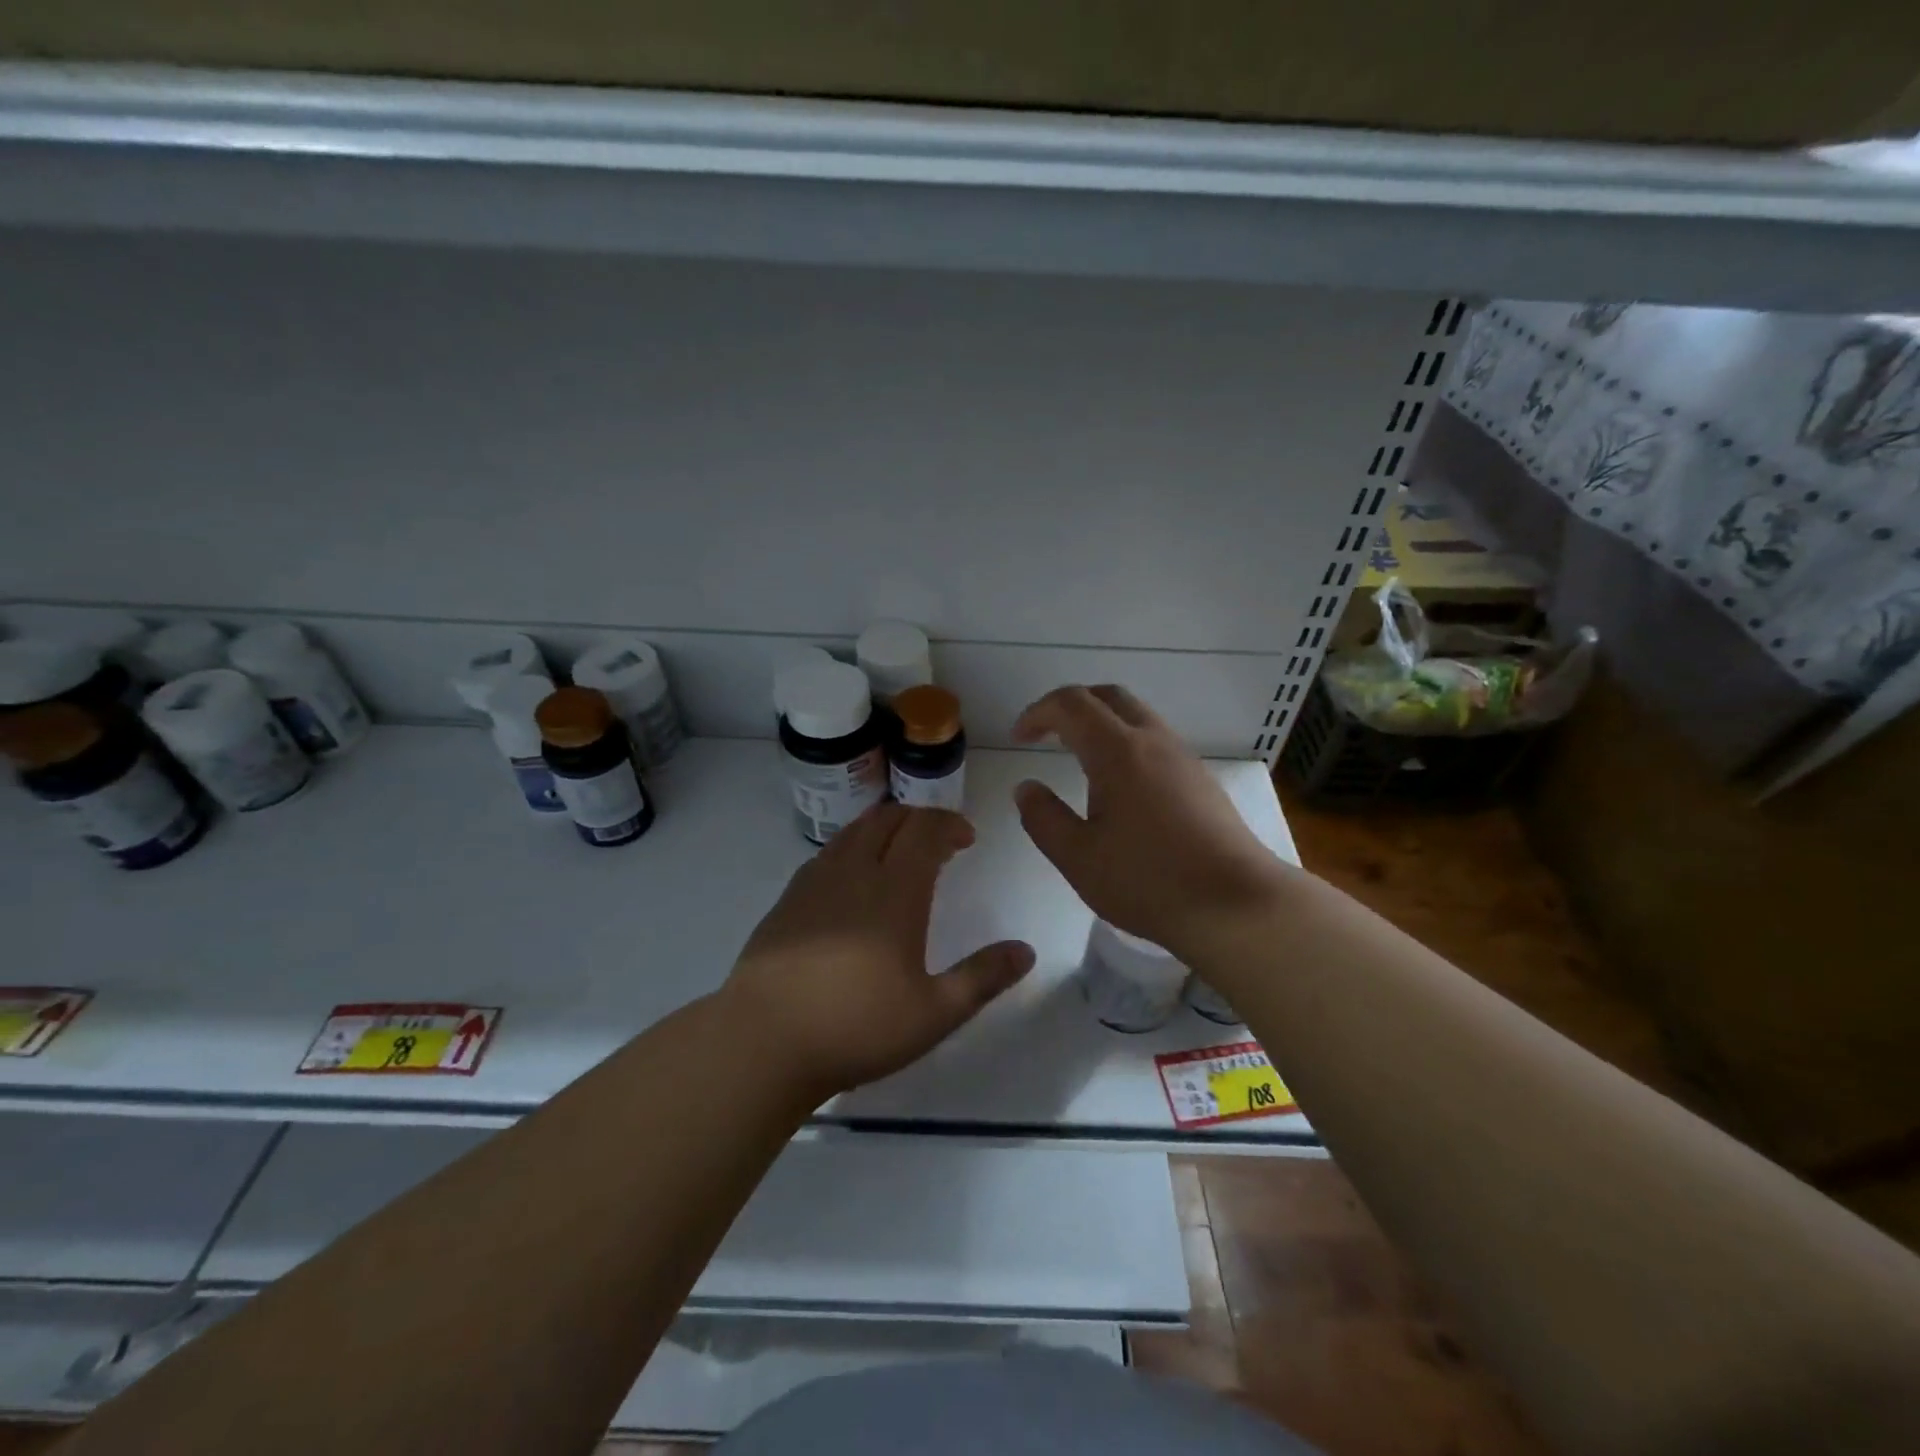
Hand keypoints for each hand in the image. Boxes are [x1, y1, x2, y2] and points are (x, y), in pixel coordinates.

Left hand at [722, 803, 1034, 1097]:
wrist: (762, 1042)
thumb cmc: (856, 1027)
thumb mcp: (934, 1013)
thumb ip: (983, 978)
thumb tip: (1025, 950)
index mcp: (894, 891)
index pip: (924, 830)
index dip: (949, 823)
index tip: (966, 839)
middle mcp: (853, 872)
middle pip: (887, 819)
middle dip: (919, 819)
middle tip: (939, 843)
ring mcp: (814, 883)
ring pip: (853, 832)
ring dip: (883, 829)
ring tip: (899, 855)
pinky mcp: (787, 900)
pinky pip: (827, 854)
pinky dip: (851, 849)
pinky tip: (852, 884)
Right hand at [1013, 685, 1292, 957]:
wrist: (1237, 904)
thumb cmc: (1150, 881)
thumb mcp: (1078, 858)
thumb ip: (1043, 818)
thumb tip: (1027, 788)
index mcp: (1118, 751)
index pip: (1071, 704)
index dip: (1038, 712)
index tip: (1018, 738)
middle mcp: (1153, 741)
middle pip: (1108, 696)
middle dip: (1071, 705)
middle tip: (1046, 734)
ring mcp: (1183, 758)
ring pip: (1137, 716)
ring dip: (1101, 723)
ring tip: (1078, 758)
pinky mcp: (1201, 780)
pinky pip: (1156, 741)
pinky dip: (1125, 743)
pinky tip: (1120, 786)